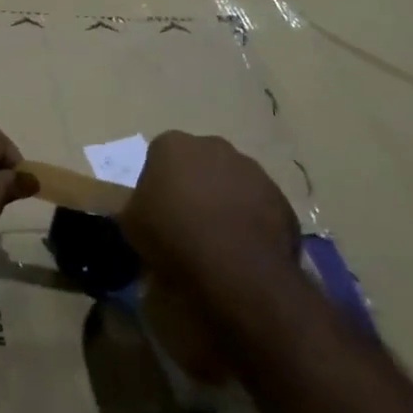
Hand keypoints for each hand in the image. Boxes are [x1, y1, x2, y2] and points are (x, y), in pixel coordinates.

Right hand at [121, 132, 301, 292]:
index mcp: (173, 145)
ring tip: (218, 239)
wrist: (236, 267)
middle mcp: (213, 146)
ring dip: (225, 200)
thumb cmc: (173, 235)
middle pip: (199, 162)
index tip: (158, 209)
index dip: (159, 182)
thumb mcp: (132, 224)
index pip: (160, 155)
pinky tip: (243, 249)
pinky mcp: (279, 197)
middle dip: (195, 184)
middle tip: (188, 220)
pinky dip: (251, 221)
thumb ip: (136, 207)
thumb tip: (143, 211)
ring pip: (232, 181)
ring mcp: (251, 169)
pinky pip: (259, 206)